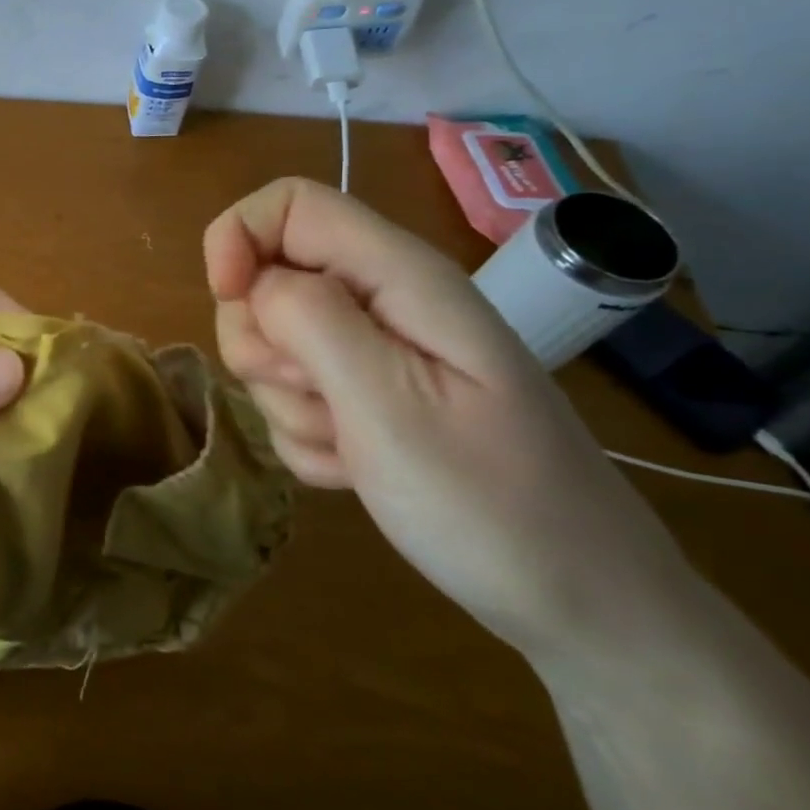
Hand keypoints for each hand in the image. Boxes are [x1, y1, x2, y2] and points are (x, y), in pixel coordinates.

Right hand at [204, 178, 698, 662]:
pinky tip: (355, 470)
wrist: (580, 604)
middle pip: (267, 279)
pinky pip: (291, 399)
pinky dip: (306, 437)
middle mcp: (382, 303)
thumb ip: (310, 321)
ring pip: (271, 345)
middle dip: (262, 342)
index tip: (229, 298)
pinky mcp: (364, 401)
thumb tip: (253, 280)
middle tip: (319, 396)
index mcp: (399, 278)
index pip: (289, 205)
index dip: (239, 236)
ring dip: (287, 402)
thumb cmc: (491, 502)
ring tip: (353, 446)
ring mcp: (373, 355)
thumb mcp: (390, 405)